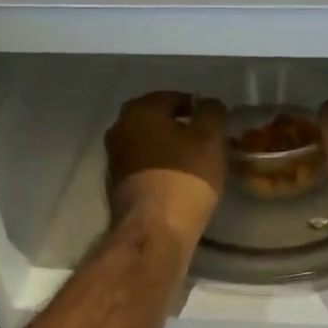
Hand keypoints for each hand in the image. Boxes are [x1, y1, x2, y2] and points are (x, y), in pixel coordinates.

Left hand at [105, 91, 227, 246]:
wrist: (154, 229)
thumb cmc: (185, 175)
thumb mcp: (211, 138)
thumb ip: (212, 112)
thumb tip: (208, 104)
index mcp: (139, 110)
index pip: (174, 98)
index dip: (198, 109)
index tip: (214, 125)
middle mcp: (119, 128)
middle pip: (157, 122)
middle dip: (180, 129)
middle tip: (205, 143)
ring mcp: (113, 158)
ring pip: (148, 145)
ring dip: (169, 150)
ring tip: (194, 164)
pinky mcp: (116, 186)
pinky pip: (143, 168)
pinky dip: (159, 169)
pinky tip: (178, 182)